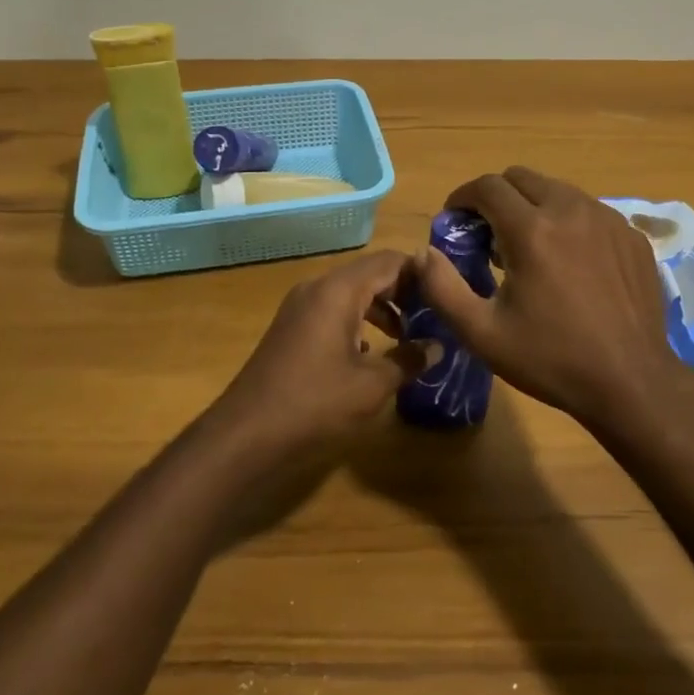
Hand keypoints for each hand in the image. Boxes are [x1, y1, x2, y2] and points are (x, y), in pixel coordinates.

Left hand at [205, 249, 430, 468]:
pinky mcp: (291, 327)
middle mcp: (318, 288)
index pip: (389, 261)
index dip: (421, 273)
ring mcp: (300, 307)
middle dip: (403, 291)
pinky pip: (333, 310)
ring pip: (351, 292)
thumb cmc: (314, 403)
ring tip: (408, 336)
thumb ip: (408, 360)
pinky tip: (370, 353)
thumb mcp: (371, 385)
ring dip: (381, 308)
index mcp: (339, 290)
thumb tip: (437, 346)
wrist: (246, 433)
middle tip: (434, 315)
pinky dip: (357, 321)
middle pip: (370, 273)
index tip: (447, 294)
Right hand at [415, 167, 690, 425]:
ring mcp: (608, 220)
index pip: (487, 186)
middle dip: (496, 197)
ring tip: (528, 247)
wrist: (631, 382)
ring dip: (533, 206)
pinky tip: (569, 261)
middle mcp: (571, 210)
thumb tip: (422, 254)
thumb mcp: (482, 333)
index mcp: (531, 230)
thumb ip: (441, 287)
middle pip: (522, 177)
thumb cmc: (551, 359)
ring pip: (558, 190)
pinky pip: (590, 211)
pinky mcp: (631, 236)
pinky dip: (568, 222)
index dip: (462, 197)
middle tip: (488, 234)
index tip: (454, 220)